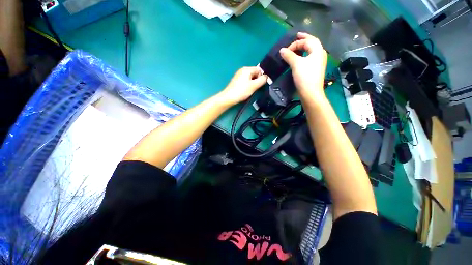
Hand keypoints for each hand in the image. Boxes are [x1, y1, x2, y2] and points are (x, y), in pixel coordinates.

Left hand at [219, 66, 267, 105]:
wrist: (229, 97)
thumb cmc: (242, 91)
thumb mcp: (254, 86)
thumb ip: (262, 80)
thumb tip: (267, 77)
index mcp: (247, 69)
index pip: (259, 70)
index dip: (261, 77)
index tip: (260, 85)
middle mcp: (242, 70)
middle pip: (254, 73)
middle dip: (256, 80)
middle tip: (255, 88)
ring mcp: (239, 75)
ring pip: (250, 78)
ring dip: (252, 84)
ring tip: (250, 90)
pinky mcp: (237, 81)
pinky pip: (245, 81)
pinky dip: (247, 85)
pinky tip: (245, 91)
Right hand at [280, 32, 327, 100]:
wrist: (310, 93)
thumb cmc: (305, 77)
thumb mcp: (296, 64)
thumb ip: (289, 55)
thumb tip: (281, 50)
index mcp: (317, 50)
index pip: (307, 41)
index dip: (296, 43)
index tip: (286, 50)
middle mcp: (320, 54)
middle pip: (312, 43)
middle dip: (304, 39)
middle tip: (297, 35)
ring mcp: (318, 62)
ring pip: (311, 51)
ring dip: (304, 47)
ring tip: (297, 47)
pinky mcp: (315, 69)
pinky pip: (310, 58)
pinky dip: (304, 55)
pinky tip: (300, 58)